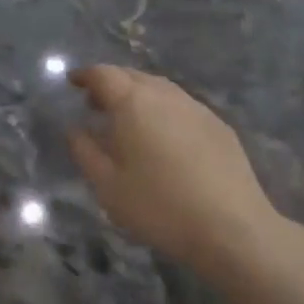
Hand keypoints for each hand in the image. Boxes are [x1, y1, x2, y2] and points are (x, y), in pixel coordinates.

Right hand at [67, 66, 281, 271]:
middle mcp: (166, 96)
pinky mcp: (219, 126)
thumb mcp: (108, 186)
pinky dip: (163, 109)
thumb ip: (85, 152)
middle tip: (95, 102)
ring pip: (161, 89)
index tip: (73, 81)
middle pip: (133, 76)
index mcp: (134, 103)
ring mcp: (197, 108)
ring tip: (127, 119)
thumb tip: (75, 129)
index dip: (85, 75)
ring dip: (139, 94)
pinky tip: (163, 135)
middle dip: (111, 83)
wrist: (231, 227)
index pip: (104, 75)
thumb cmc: (159, 207)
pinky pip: (182, 106)